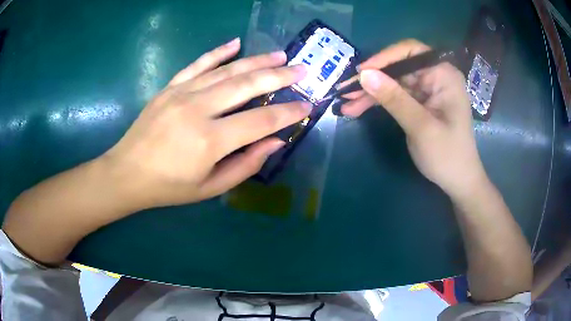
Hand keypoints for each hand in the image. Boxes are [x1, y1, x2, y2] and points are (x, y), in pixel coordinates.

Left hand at [102, 38, 309, 208]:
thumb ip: (245, 165)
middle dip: (279, 76)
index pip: (260, 120)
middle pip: (247, 85)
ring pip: (227, 70)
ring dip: (257, 61)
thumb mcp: (210, 188)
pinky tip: (236, 43)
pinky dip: (218, 52)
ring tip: (280, 55)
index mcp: (210, 141)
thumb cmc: (169, 187)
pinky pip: (198, 64)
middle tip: (302, 70)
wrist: (127, 173)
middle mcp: (199, 109)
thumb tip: (274, 142)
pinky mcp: (170, 87)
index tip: (307, 105)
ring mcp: (182, 93)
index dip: (288, 113)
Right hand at [342, 39, 486, 196]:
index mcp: (443, 75)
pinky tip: (358, 109)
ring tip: (346, 104)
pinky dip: (378, 102)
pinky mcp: (420, 102)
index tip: (360, 72)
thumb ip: (394, 99)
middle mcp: (435, 76)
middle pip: (399, 67)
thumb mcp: (420, 127)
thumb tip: (364, 74)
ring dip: (371, 93)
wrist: (458, 181)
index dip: (384, 58)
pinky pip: (396, 95)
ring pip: (393, 82)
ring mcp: (427, 89)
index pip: (410, 51)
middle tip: (345, 91)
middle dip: (372, 79)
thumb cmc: (447, 155)